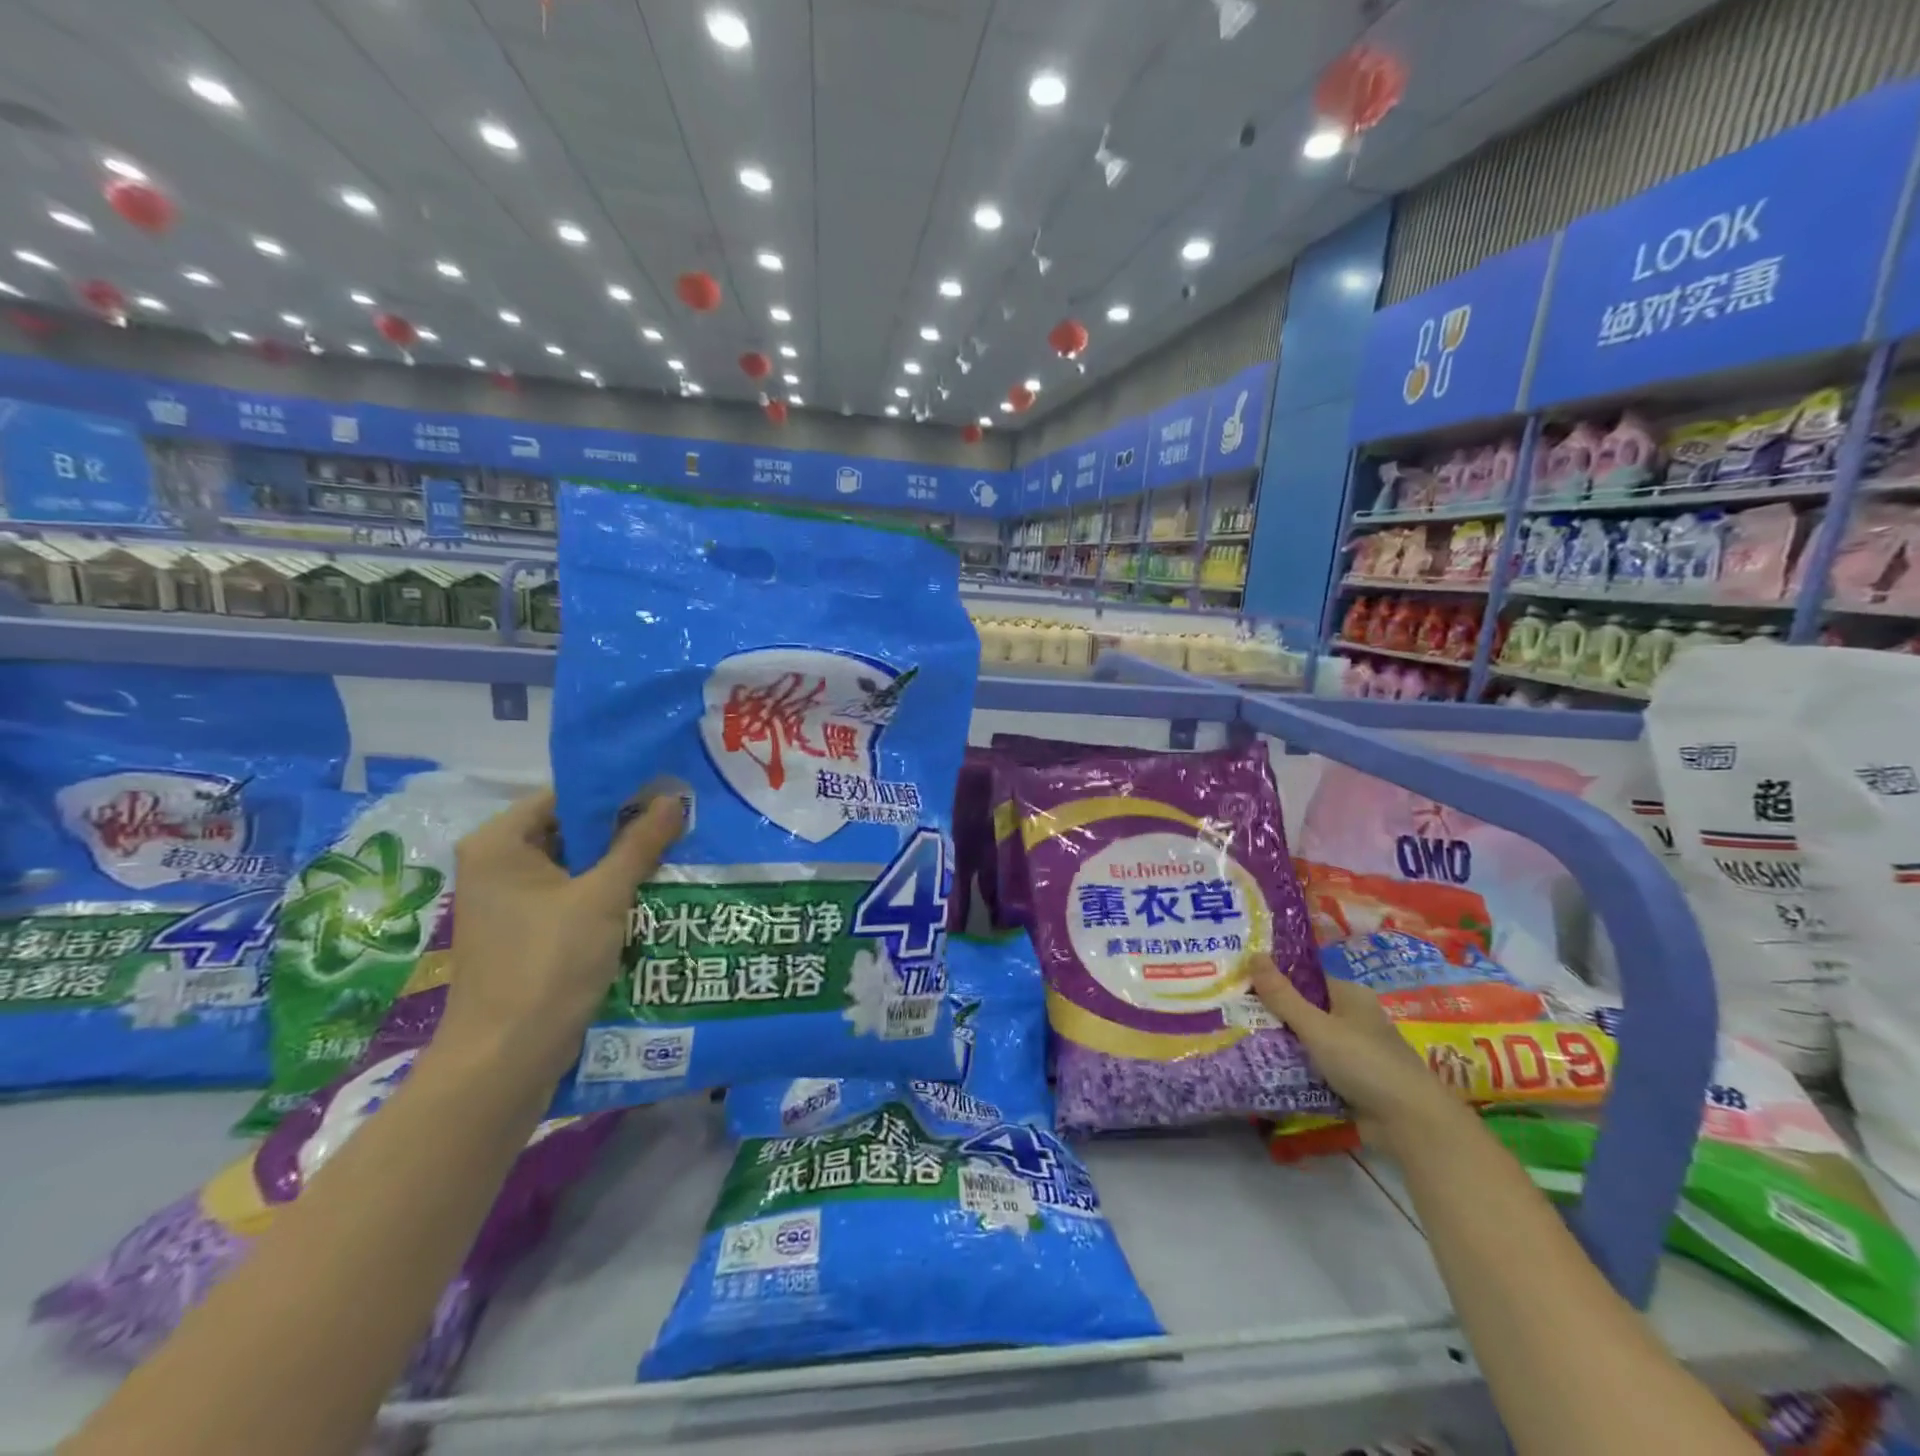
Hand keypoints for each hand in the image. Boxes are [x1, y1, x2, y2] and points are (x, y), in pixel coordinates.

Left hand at [439, 787, 683, 1079]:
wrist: (508, 1058)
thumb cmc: (548, 964)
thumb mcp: (602, 896)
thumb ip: (639, 843)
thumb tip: (674, 797)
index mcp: (499, 843)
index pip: (565, 795)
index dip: (617, 791)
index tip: (667, 790)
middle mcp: (498, 864)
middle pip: (572, 829)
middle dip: (625, 828)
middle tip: (681, 819)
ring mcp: (511, 901)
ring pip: (577, 865)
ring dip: (621, 862)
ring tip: (677, 849)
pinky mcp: (528, 932)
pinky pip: (574, 895)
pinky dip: (608, 892)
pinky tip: (653, 891)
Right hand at [1249, 957, 1453, 1142]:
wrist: (1412, 1124)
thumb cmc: (1364, 1062)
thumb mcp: (1316, 1027)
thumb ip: (1282, 995)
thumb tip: (1253, 954)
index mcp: (1349, 995)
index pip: (1305, 977)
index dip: (1274, 978)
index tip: (1241, 983)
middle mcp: (1353, 1018)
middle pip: (1305, 1009)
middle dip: (1273, 1014)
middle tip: (1234, 1013)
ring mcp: (1355, 1051)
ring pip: (1309, 1040)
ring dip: (1283, 1044)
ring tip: (1241, 1040)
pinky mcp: (1354, 1080)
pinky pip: (1317, 1066)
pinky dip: (1297, 1068)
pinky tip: (1268, 1070)